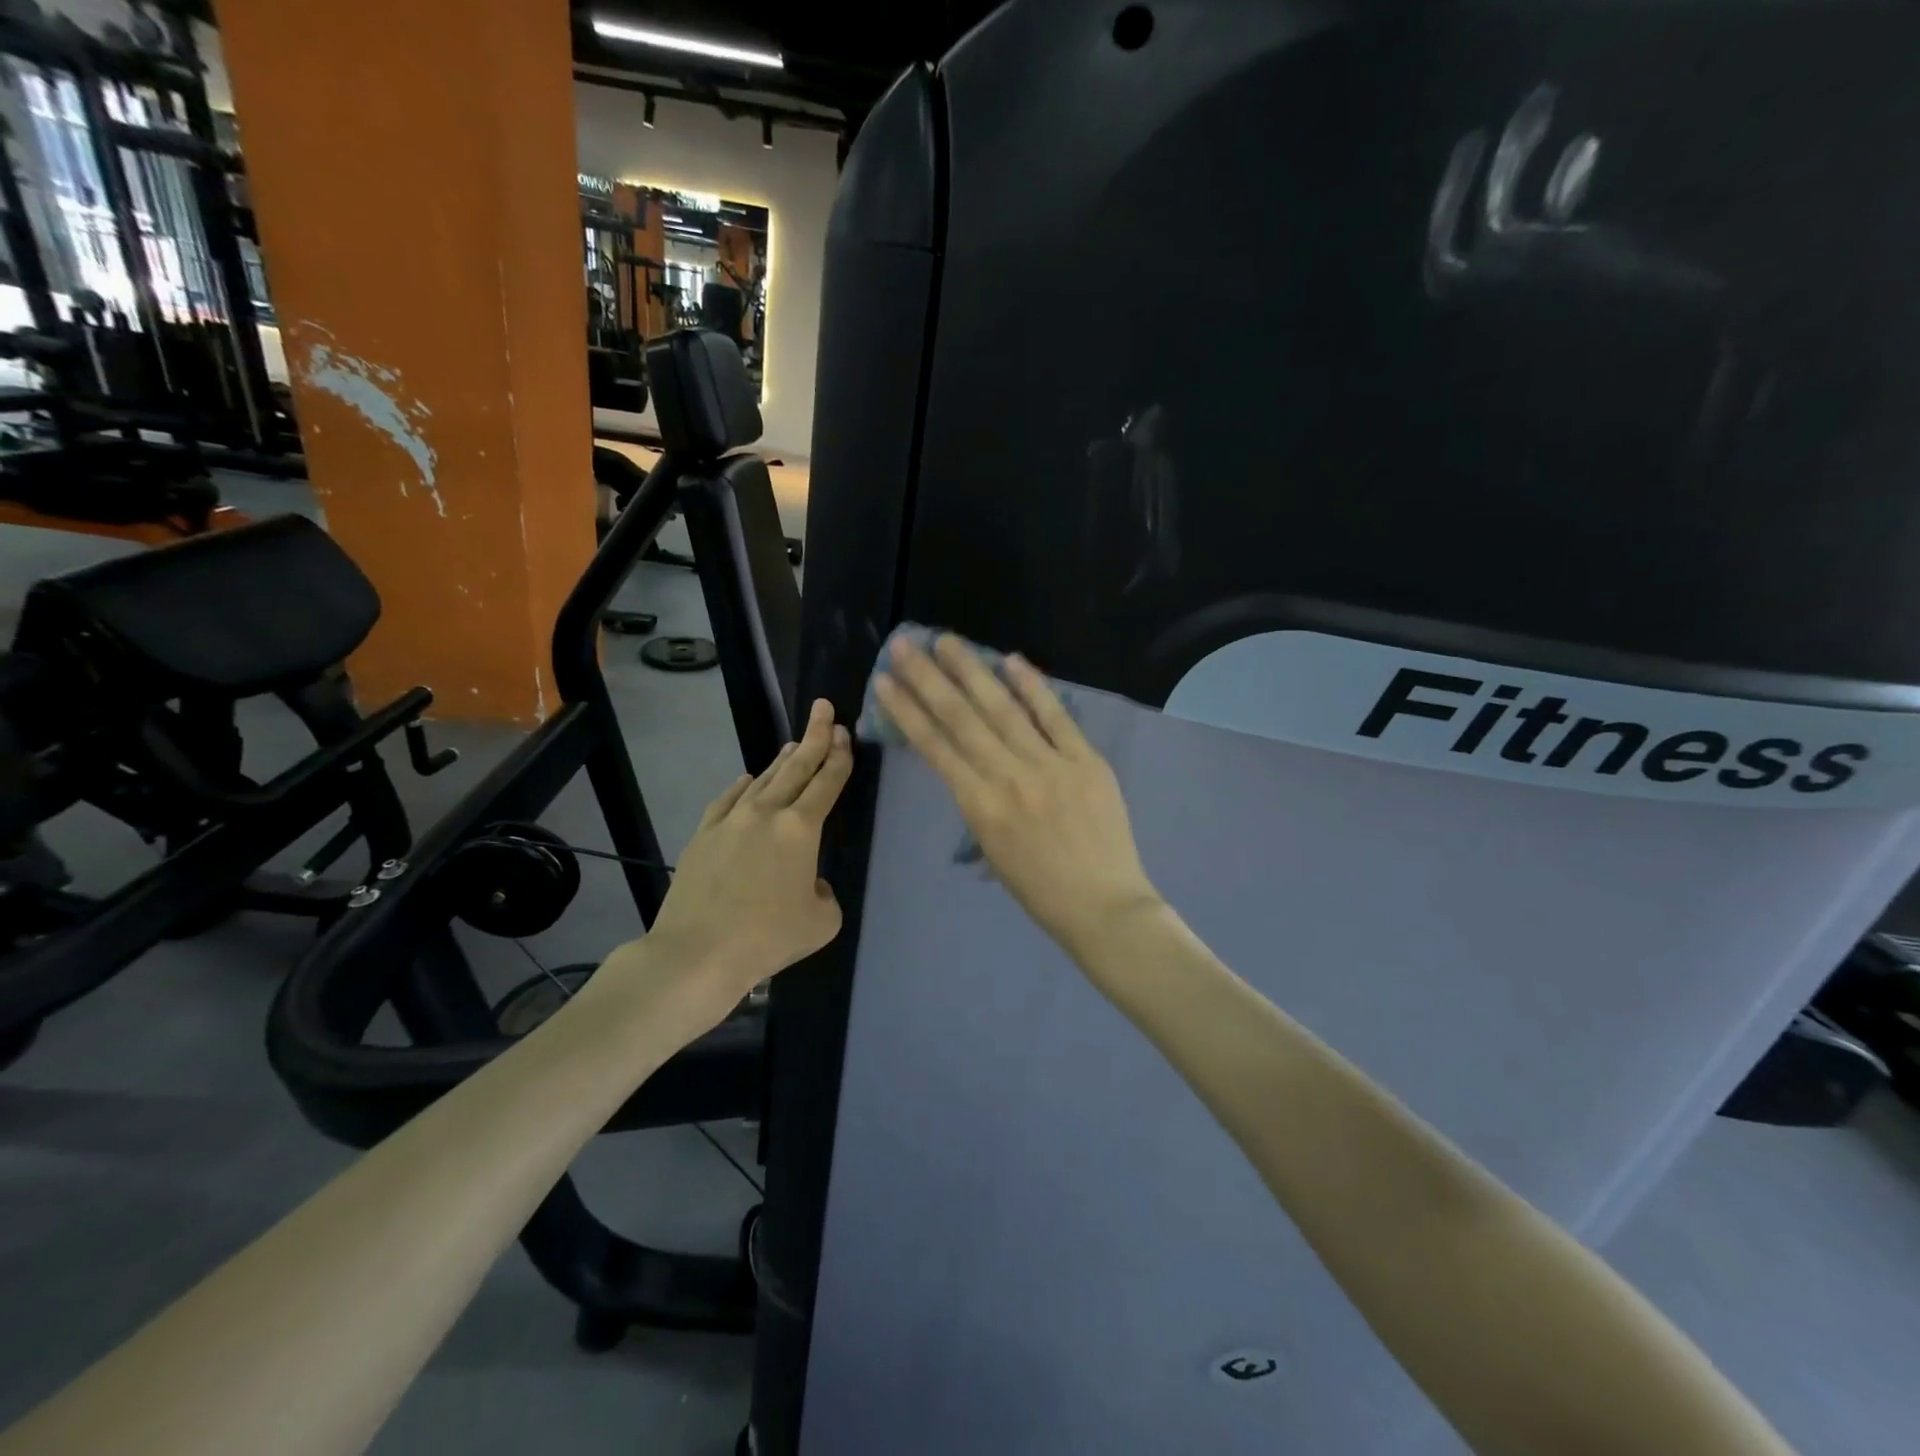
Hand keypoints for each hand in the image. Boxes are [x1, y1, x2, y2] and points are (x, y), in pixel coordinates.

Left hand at [590, 699, 852, 1036]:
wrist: (697, 952)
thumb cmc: (768, 938)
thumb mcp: (821, 921)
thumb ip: (824, 893)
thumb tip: (808, 883)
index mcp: (802, 829)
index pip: (827, 782)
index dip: (839, 756)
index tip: (844, 732)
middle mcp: (768, 813)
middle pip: (797, 767)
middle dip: (815, 736)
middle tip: (824, 710)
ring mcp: (731, 820)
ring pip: (763, 780)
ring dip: (782, 760)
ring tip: (794, 744)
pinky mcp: (704, 834)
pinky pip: (728, 800)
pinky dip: (743, 786)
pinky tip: (748, 779)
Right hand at [874, 634, 1162, 959]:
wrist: (1102, 907)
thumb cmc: (1039, 889)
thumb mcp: (992, 848)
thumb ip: (978, 800)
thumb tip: (968, 759)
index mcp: (979, 807)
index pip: (935, 747)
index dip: (907, 711)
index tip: (885, 682)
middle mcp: (1008, 778)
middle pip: (961, 718)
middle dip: (929, 678)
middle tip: (906, 644)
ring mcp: (1050, 765)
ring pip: (1003, 709)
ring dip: (972, 671)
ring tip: (948, 641)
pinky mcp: (1086, 761)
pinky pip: (1055, 717)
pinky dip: (1033, 687)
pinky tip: (1011, 660)